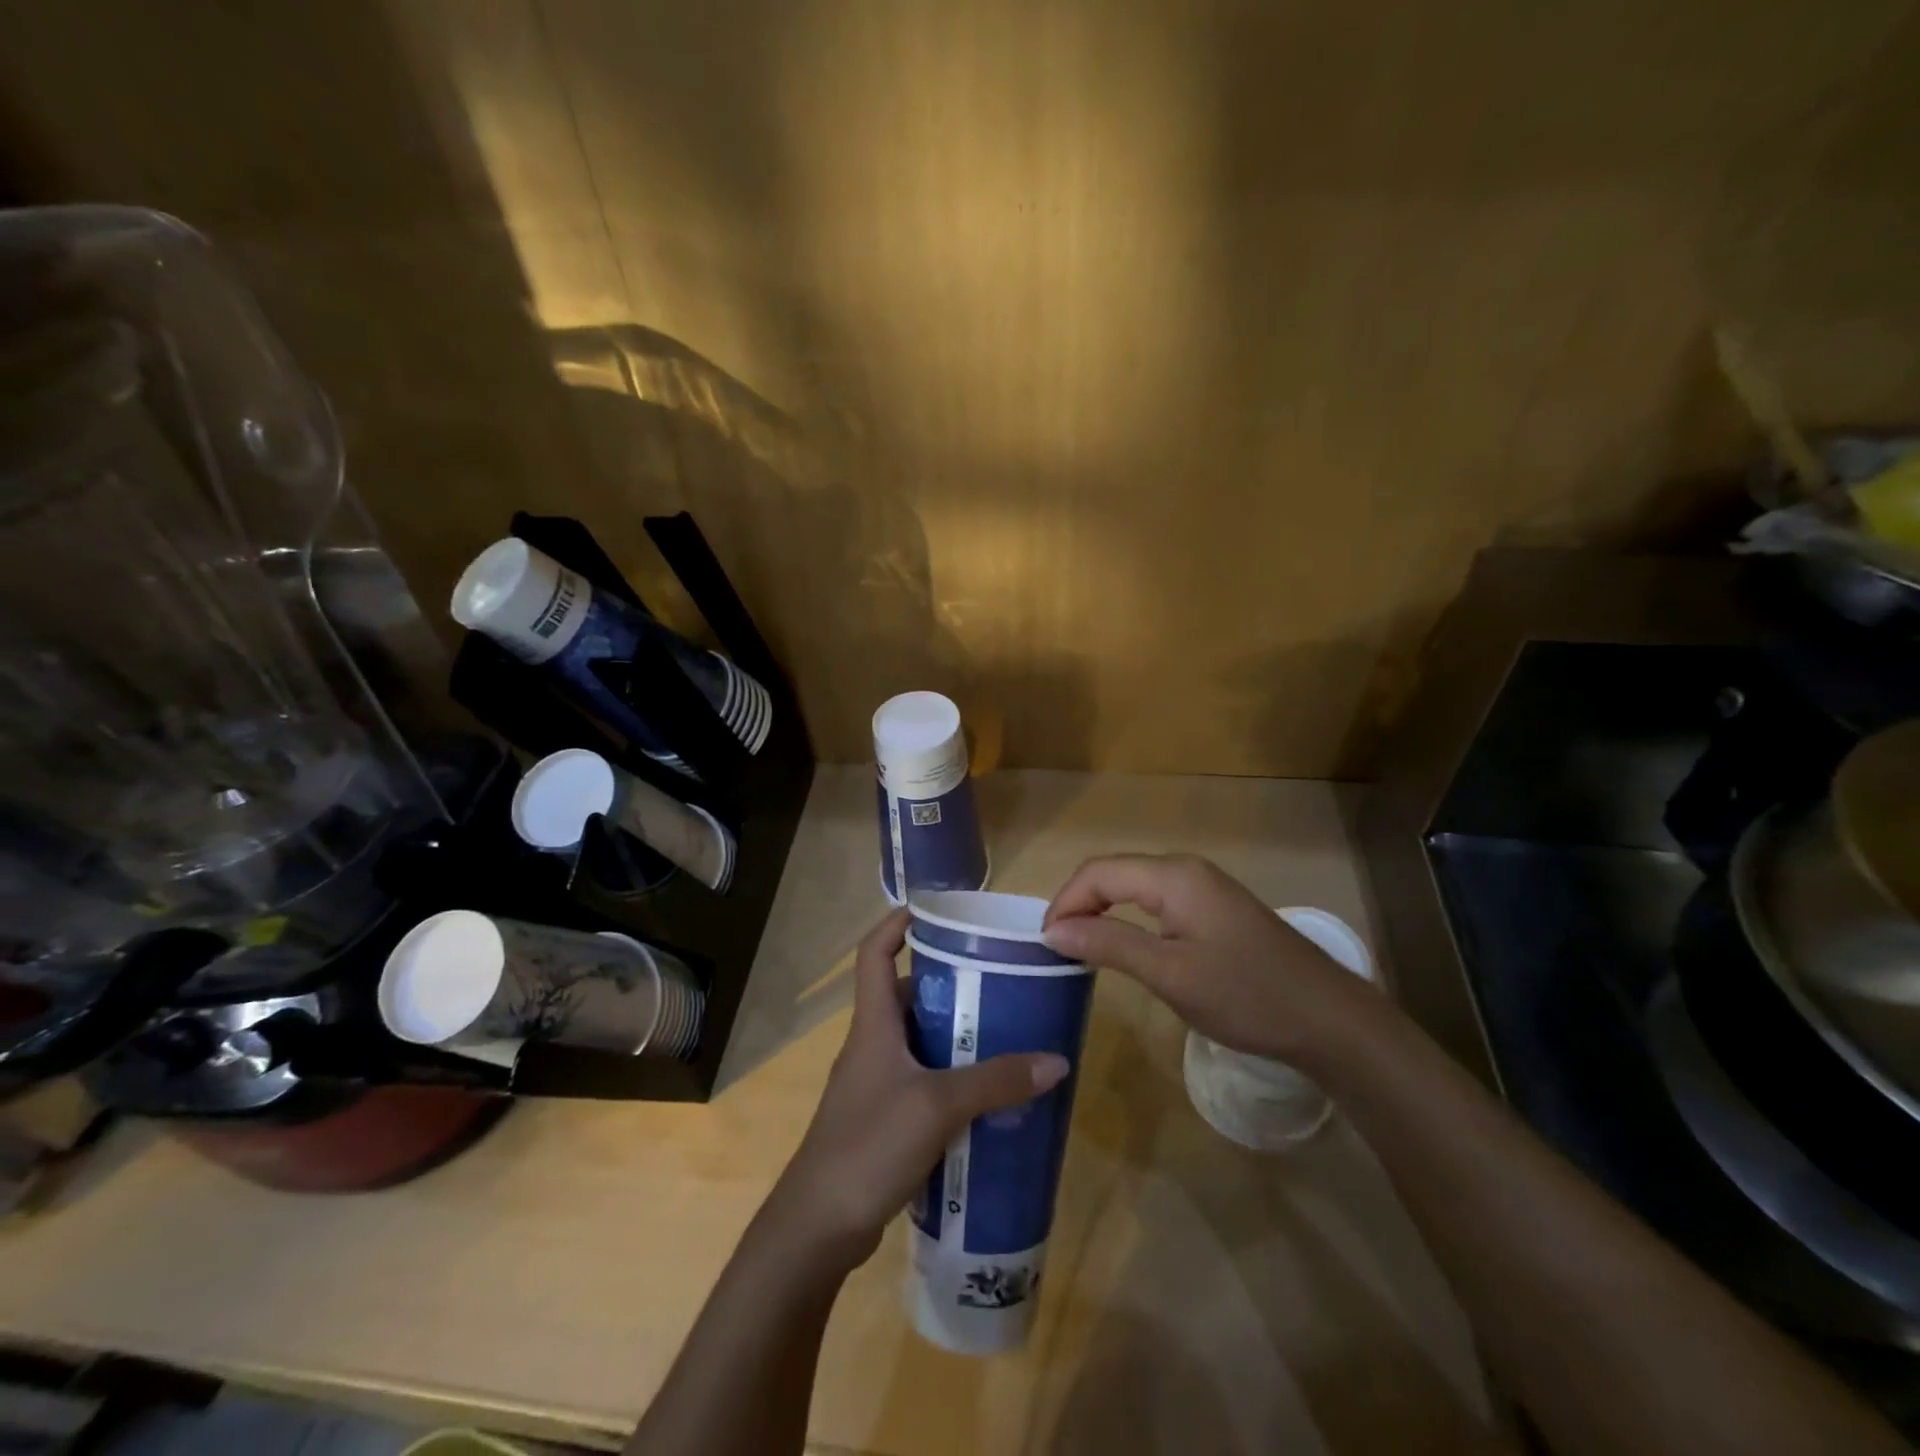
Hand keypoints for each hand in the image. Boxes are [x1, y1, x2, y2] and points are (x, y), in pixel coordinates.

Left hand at [768, 909, 1069, 1271]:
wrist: (817, 1228)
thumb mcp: (937, 1107)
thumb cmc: (868, 1146)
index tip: (936, 911)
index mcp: (873, 1024)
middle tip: (999, 982)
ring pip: (920, 1042)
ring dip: (956, 1036)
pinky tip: (987, 1096)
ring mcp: (876, 1084)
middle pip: (909, 995)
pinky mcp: (884, 1120)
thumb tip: (1056, 1060)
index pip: (875, 953)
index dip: (897, 923)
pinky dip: (953, 1078)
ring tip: (1005, 1034)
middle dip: (951, 984)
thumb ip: (996, 1082)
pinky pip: (924, 1082)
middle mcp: (872, 1045)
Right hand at [1041, 854, 1377, 1063]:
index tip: (1043, 942)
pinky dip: (1129, 917)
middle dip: (1079, 903)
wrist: (1329, 1020)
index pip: (1098, 872)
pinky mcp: (1215, 908)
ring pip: (1135, 885)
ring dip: (1102, 910)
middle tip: (1056, 946)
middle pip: (1114, 873)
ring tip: (1080, 947)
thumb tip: (1053, 929)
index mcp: (1173, 875)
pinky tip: (1124, 945)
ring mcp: (1204, 886)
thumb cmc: (1246, 996)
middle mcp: (1186, 869)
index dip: (1064, 901)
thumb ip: (1109, 944)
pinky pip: (1157, 900)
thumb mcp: (1170, 974)